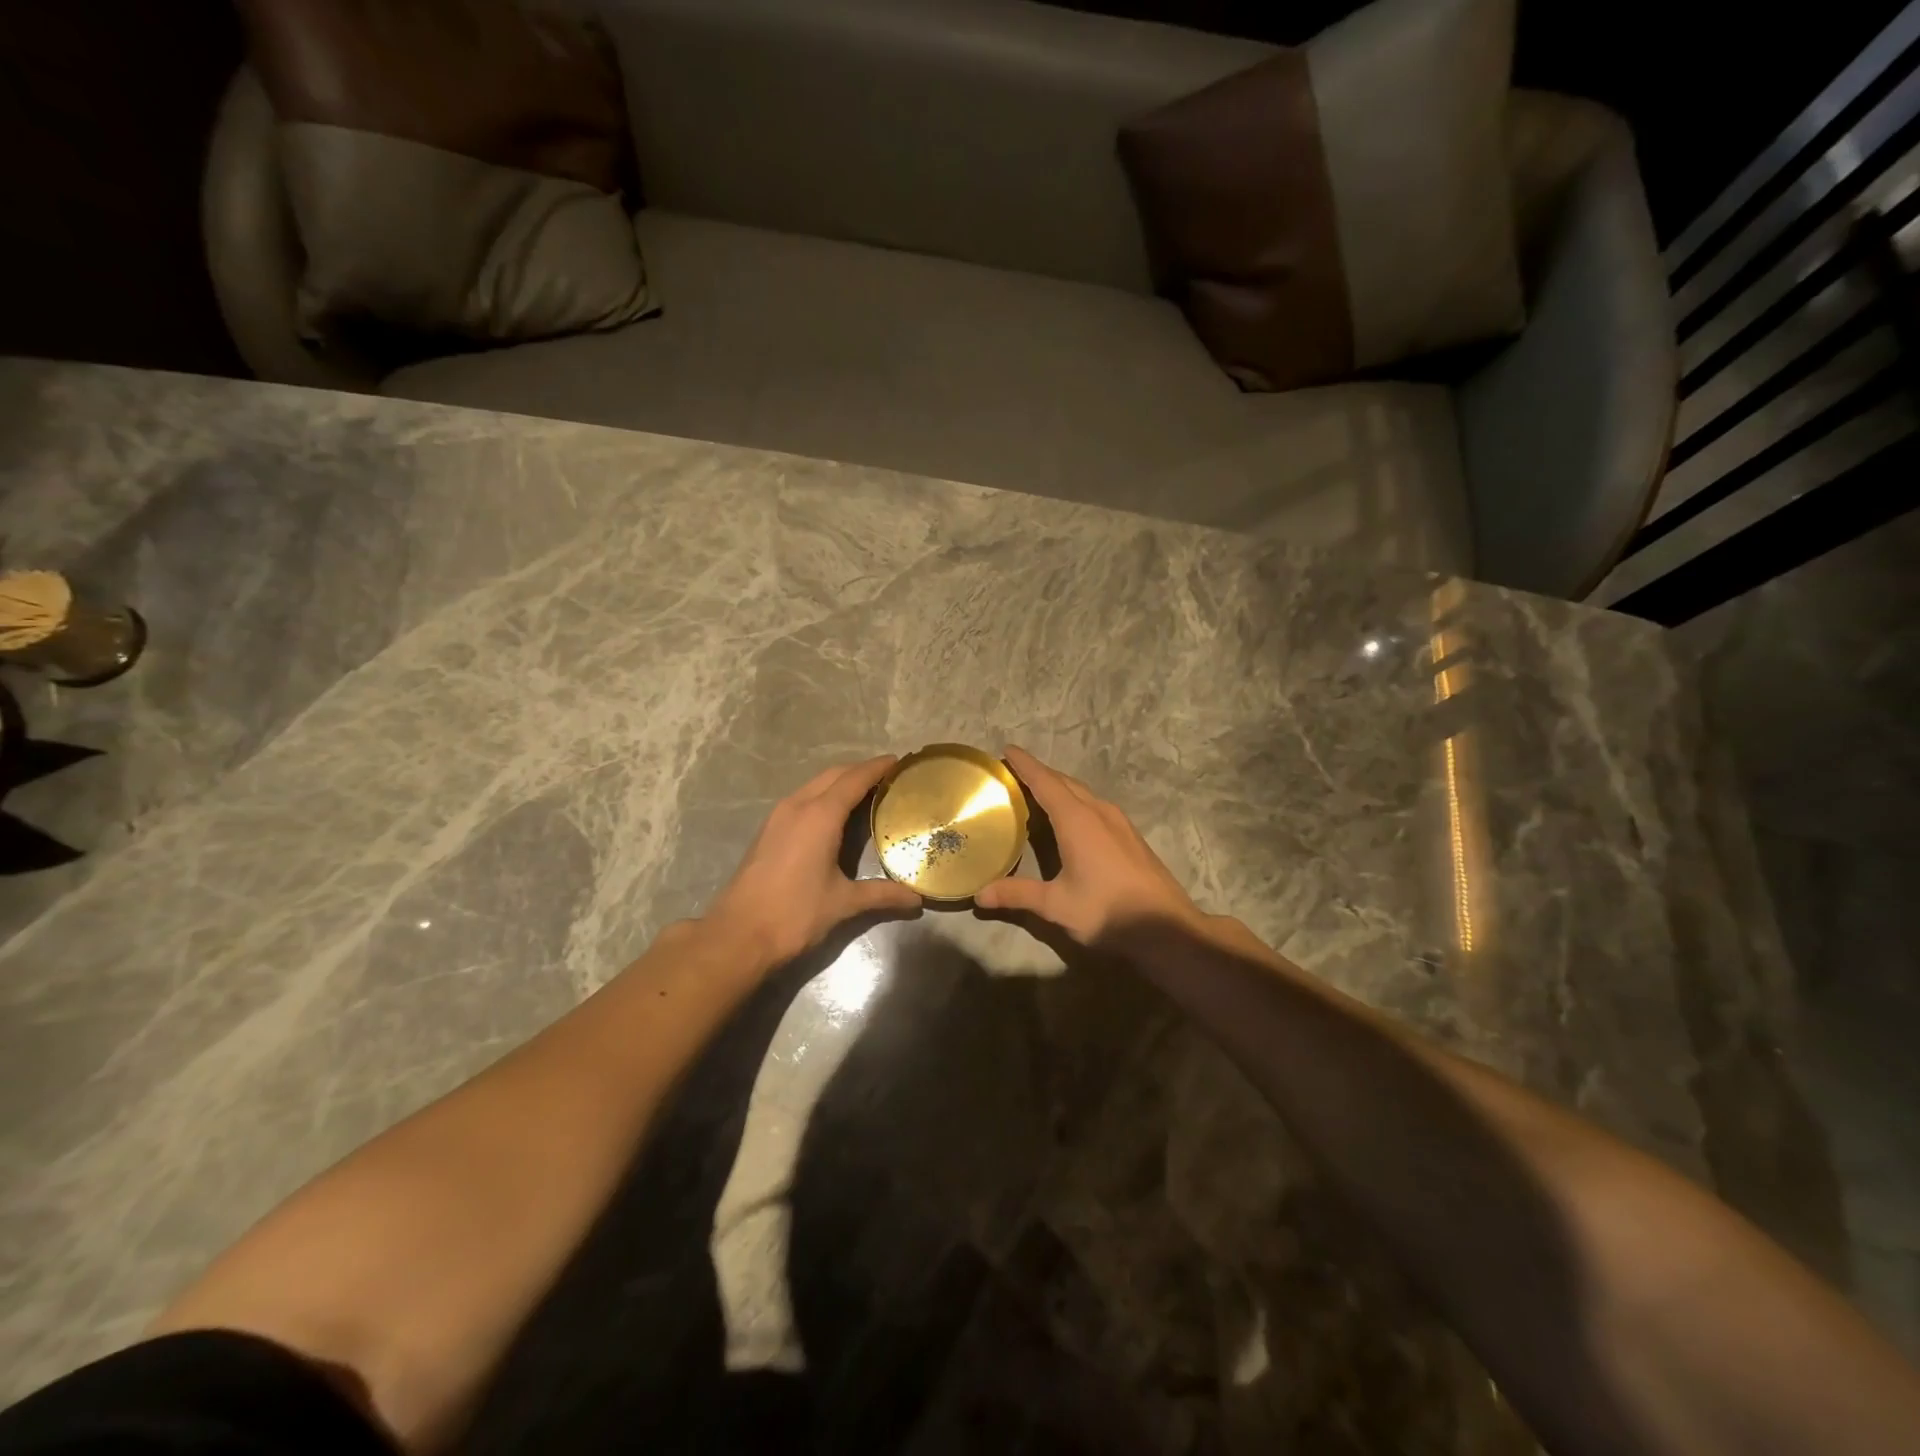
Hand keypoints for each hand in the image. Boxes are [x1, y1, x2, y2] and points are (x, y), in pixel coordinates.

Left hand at [706, 755, 922, 964]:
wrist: (737, 935)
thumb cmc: (795, 914)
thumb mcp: (844, 903)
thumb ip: (882, 895)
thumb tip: (917, 900)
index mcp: (820, 816)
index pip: (855, 779)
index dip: (877, 767)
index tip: (899, 761)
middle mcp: (797, 806)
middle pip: (834, 775)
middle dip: (860, 771)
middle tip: (888, 778)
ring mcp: (778, 816)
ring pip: (815, 785)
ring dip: (840, 783)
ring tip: (867, 794)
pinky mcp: (768, 831)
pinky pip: (802, 799)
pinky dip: (823, 797)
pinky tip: (835, 817)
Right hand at [975, 746, 1207, 946]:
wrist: (1166, 927)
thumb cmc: (1107, 911)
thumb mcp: (1057, 905)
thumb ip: (1017, 895)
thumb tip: (979, 895)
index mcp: (1077, 820)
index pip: (1045, 782)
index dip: (1025, 765)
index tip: (1007, 750)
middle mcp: (1098, 811)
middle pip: (1064, 783)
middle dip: (1039, 774)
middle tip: (1013, 774)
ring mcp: (1119, 822)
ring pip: (1083, 793)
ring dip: (1059, 788)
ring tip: (1036, 793)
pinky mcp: (1130, 835)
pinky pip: (1095, 806)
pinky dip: (1075, 802)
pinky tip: (1069, 820)